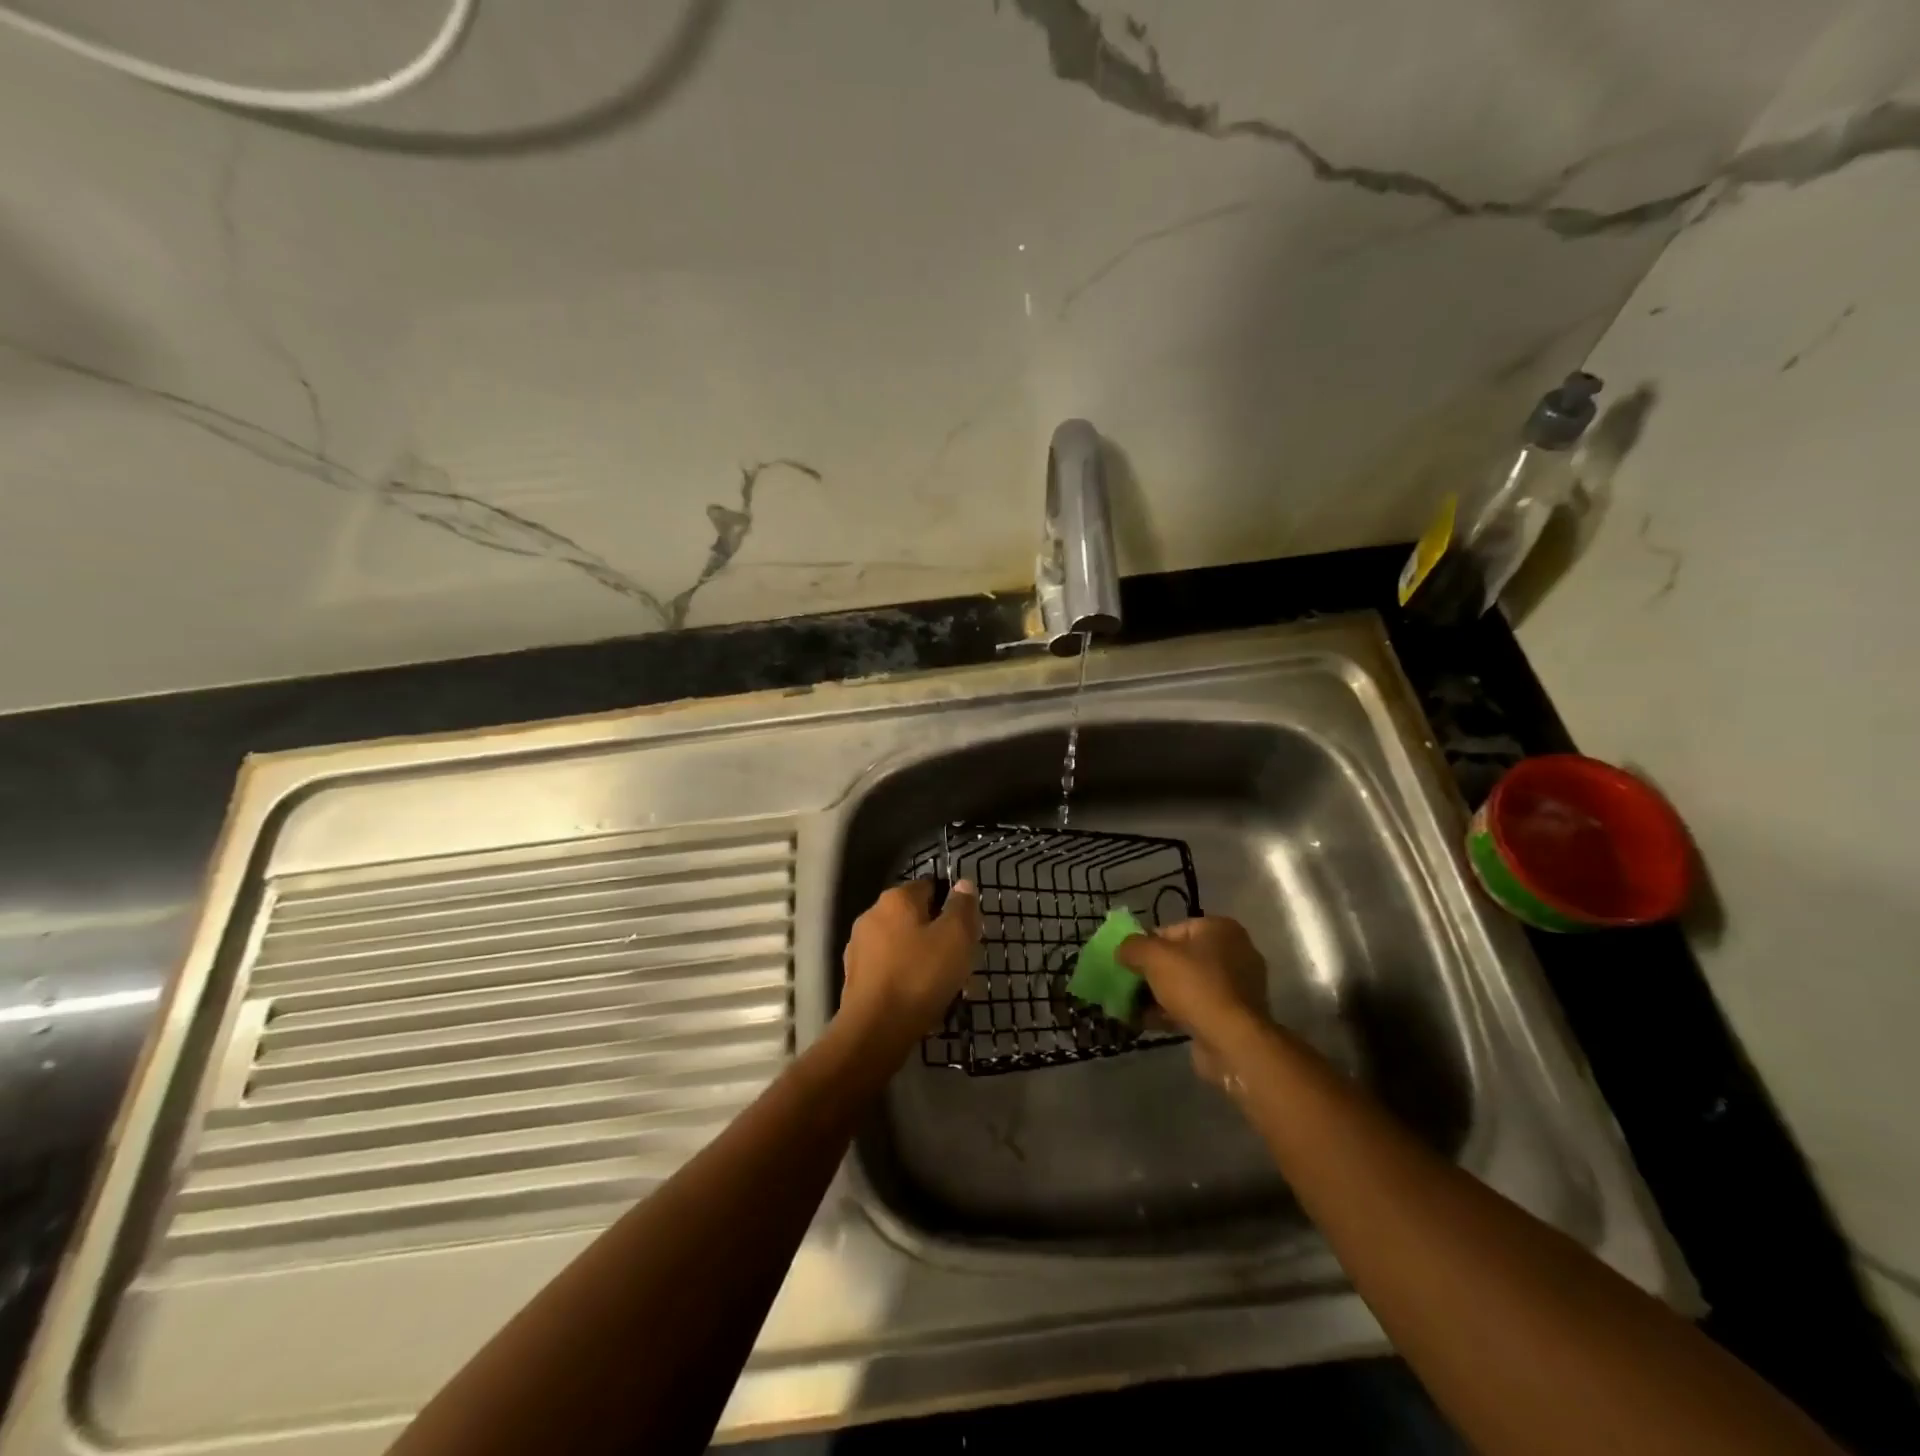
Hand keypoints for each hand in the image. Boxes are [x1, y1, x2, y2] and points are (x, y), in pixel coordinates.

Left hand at [839, 879, 981, 1047]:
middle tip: (960, 963)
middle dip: (939, 937)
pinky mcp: (854, 976)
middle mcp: (872, 915)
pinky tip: (921, 1001)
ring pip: (904, 946)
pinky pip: (890, 969)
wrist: (874, 1030)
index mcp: (896, 899)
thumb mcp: (956, 937)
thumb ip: (962, 907)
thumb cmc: (920, 976)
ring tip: (945, 988)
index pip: (930, 887)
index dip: (952, 906)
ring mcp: (859, 946)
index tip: (967, 932)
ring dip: (924, 960)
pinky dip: (906, 978)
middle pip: (916, 918)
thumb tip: (962, 884)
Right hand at [1117, 917, 1270, 1089]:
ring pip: (1186, 986)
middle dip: (1151, 973)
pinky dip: (1171, 1013)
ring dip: (1158, 995)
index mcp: (1220, 929)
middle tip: (1128, 985)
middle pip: (1179, 959)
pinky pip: (1195, 1008)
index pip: (1172, 930)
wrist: (1232, 1041)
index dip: (1146, 945)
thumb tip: (1122, 950)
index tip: (1128, 963)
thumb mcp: (1153, 956)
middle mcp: (1234, 953)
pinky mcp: (1233, 1017)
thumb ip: (1132, 946)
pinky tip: (1147, 1022)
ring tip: (1132, 1007)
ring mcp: (1236, 988)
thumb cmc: (1195, 986)